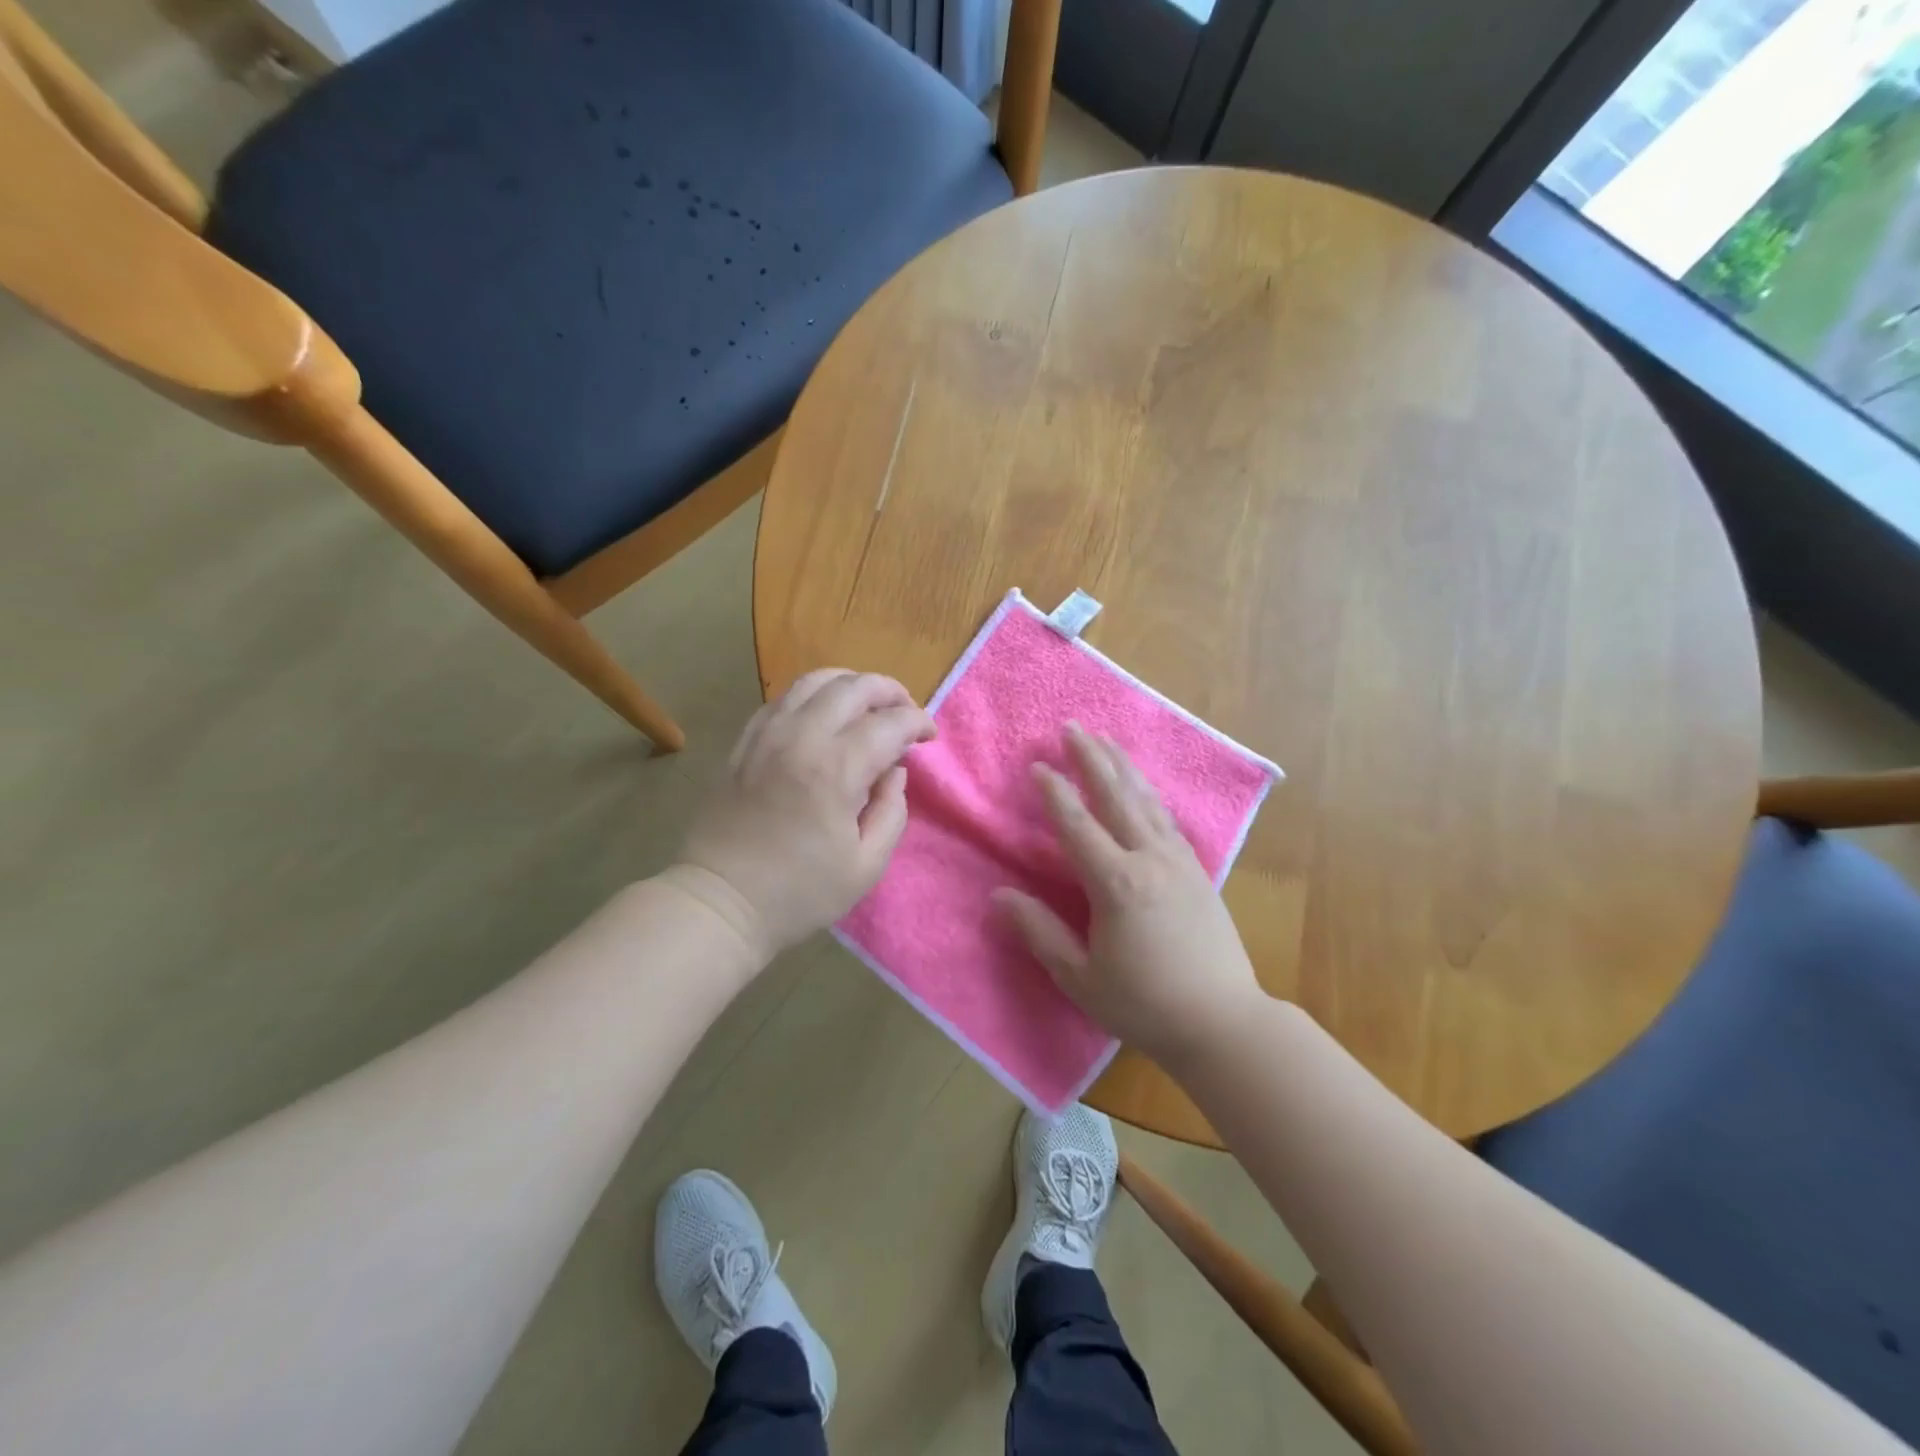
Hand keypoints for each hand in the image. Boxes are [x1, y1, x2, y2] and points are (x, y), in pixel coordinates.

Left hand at [670, 670, 934, 963]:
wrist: (720, 901)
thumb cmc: (799, 892)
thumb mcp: (866, 865)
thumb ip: (891, 810)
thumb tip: (894, 770)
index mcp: (836, 769)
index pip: (890, 723)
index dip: (918, 722)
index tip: (929, 736)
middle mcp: (801, 737)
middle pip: (854, 686)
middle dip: (890, 691)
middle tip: (906, 713)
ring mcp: (767, 734)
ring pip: (814, 681)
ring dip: (851, 684)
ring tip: (868, 705)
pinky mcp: (744, 741)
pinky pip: (783, 698)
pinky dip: (813, 696)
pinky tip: (823, 716)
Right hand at [994, 723, 1262, 1063]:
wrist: (1223, 1022)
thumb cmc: (1144, 1004)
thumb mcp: (1081, 977)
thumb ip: (1039, 932)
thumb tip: (998, 896)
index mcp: (1117, 884)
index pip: (1078, 825)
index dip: (1056, 793)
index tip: (1038, 765)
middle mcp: (1149, 859)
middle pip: (1116, 796)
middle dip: (1092, 759)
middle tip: (1073, 726)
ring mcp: (1179, 861)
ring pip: (1146, 800)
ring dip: (1122, 767)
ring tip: (1105, 740)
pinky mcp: (1198, 870)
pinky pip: (1167, 818)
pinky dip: (1149, 793)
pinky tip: (1143, 786)